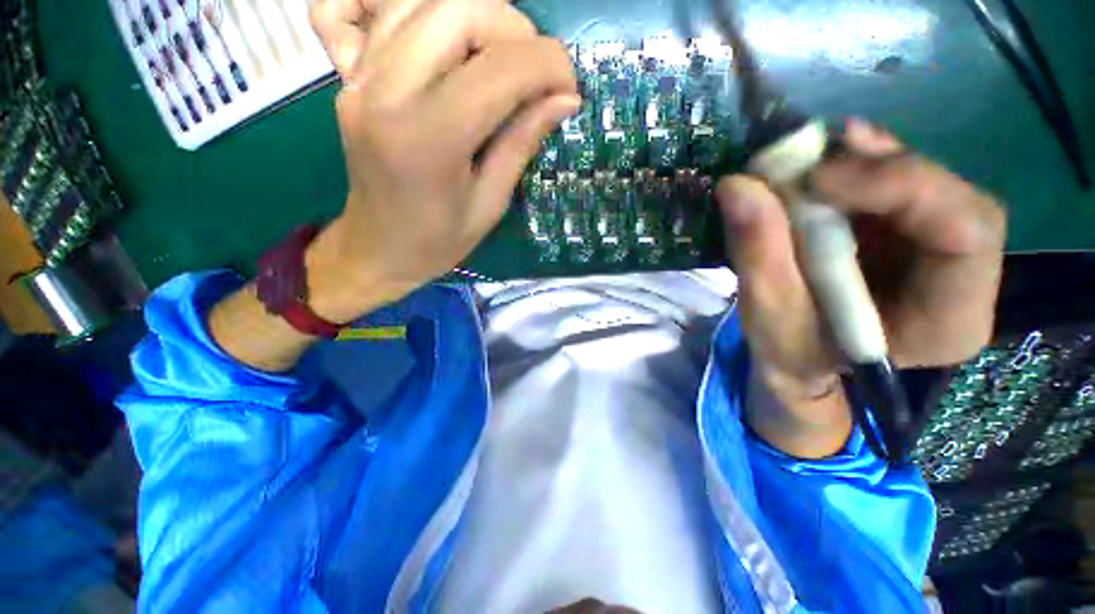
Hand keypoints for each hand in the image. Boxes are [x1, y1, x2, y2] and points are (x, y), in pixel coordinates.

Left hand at [305, 0, 579, 322]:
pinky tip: (449, 46)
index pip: (501, 68)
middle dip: (514, 31)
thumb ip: (523, 142)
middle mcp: (386, 92)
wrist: (377, 248)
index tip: (569, 88)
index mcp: (430, 139)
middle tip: (533, 73)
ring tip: (501, 61)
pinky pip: (381, 10)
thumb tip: (565, 98)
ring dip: (477, 18)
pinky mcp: (351, 75)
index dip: (548, 65)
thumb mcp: (490, 203)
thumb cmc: (438, 241)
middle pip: (458, 10)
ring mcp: (361, 77)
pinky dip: (426, 12)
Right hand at [717, 119, 1005, 456]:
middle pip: (949, 198)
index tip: (818, 180)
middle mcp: (961, 277)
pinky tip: (821, 166)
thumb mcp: (768, 315)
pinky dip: (856, 167)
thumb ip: (758, 254)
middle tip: (809, 165)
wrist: (799, 358)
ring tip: (805, 163)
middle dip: (881, 172)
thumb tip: (736, 185)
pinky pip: (894, 184)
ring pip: (922, 183)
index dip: (903, 188)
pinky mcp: (906, 231)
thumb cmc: (790, 351)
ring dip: (863, 163)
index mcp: (948, 320)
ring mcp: (936, 248)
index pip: (966, 233)